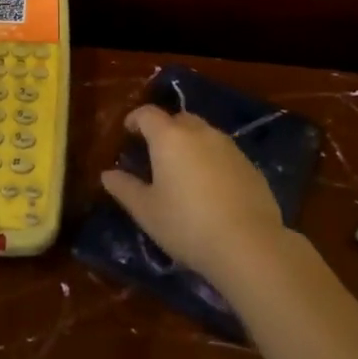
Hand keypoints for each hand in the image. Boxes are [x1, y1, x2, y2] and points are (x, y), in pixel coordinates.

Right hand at [100, 105, 286, 280]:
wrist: (248, 244)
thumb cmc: (186, 225)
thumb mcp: (147, 211)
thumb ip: (125, 188)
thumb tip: (108, 174)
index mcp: (169, 137)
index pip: (148, 114)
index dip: (135, 119)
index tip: (128, 132)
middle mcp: (200, 132)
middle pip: (178, 119)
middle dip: (164, 130)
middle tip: (155, 153)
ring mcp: (229, 147)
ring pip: (204, 134)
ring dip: (190, 144)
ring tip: (183, 171)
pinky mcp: (249, 165)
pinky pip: (223, 153)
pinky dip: (211, 161)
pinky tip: (210, 188)